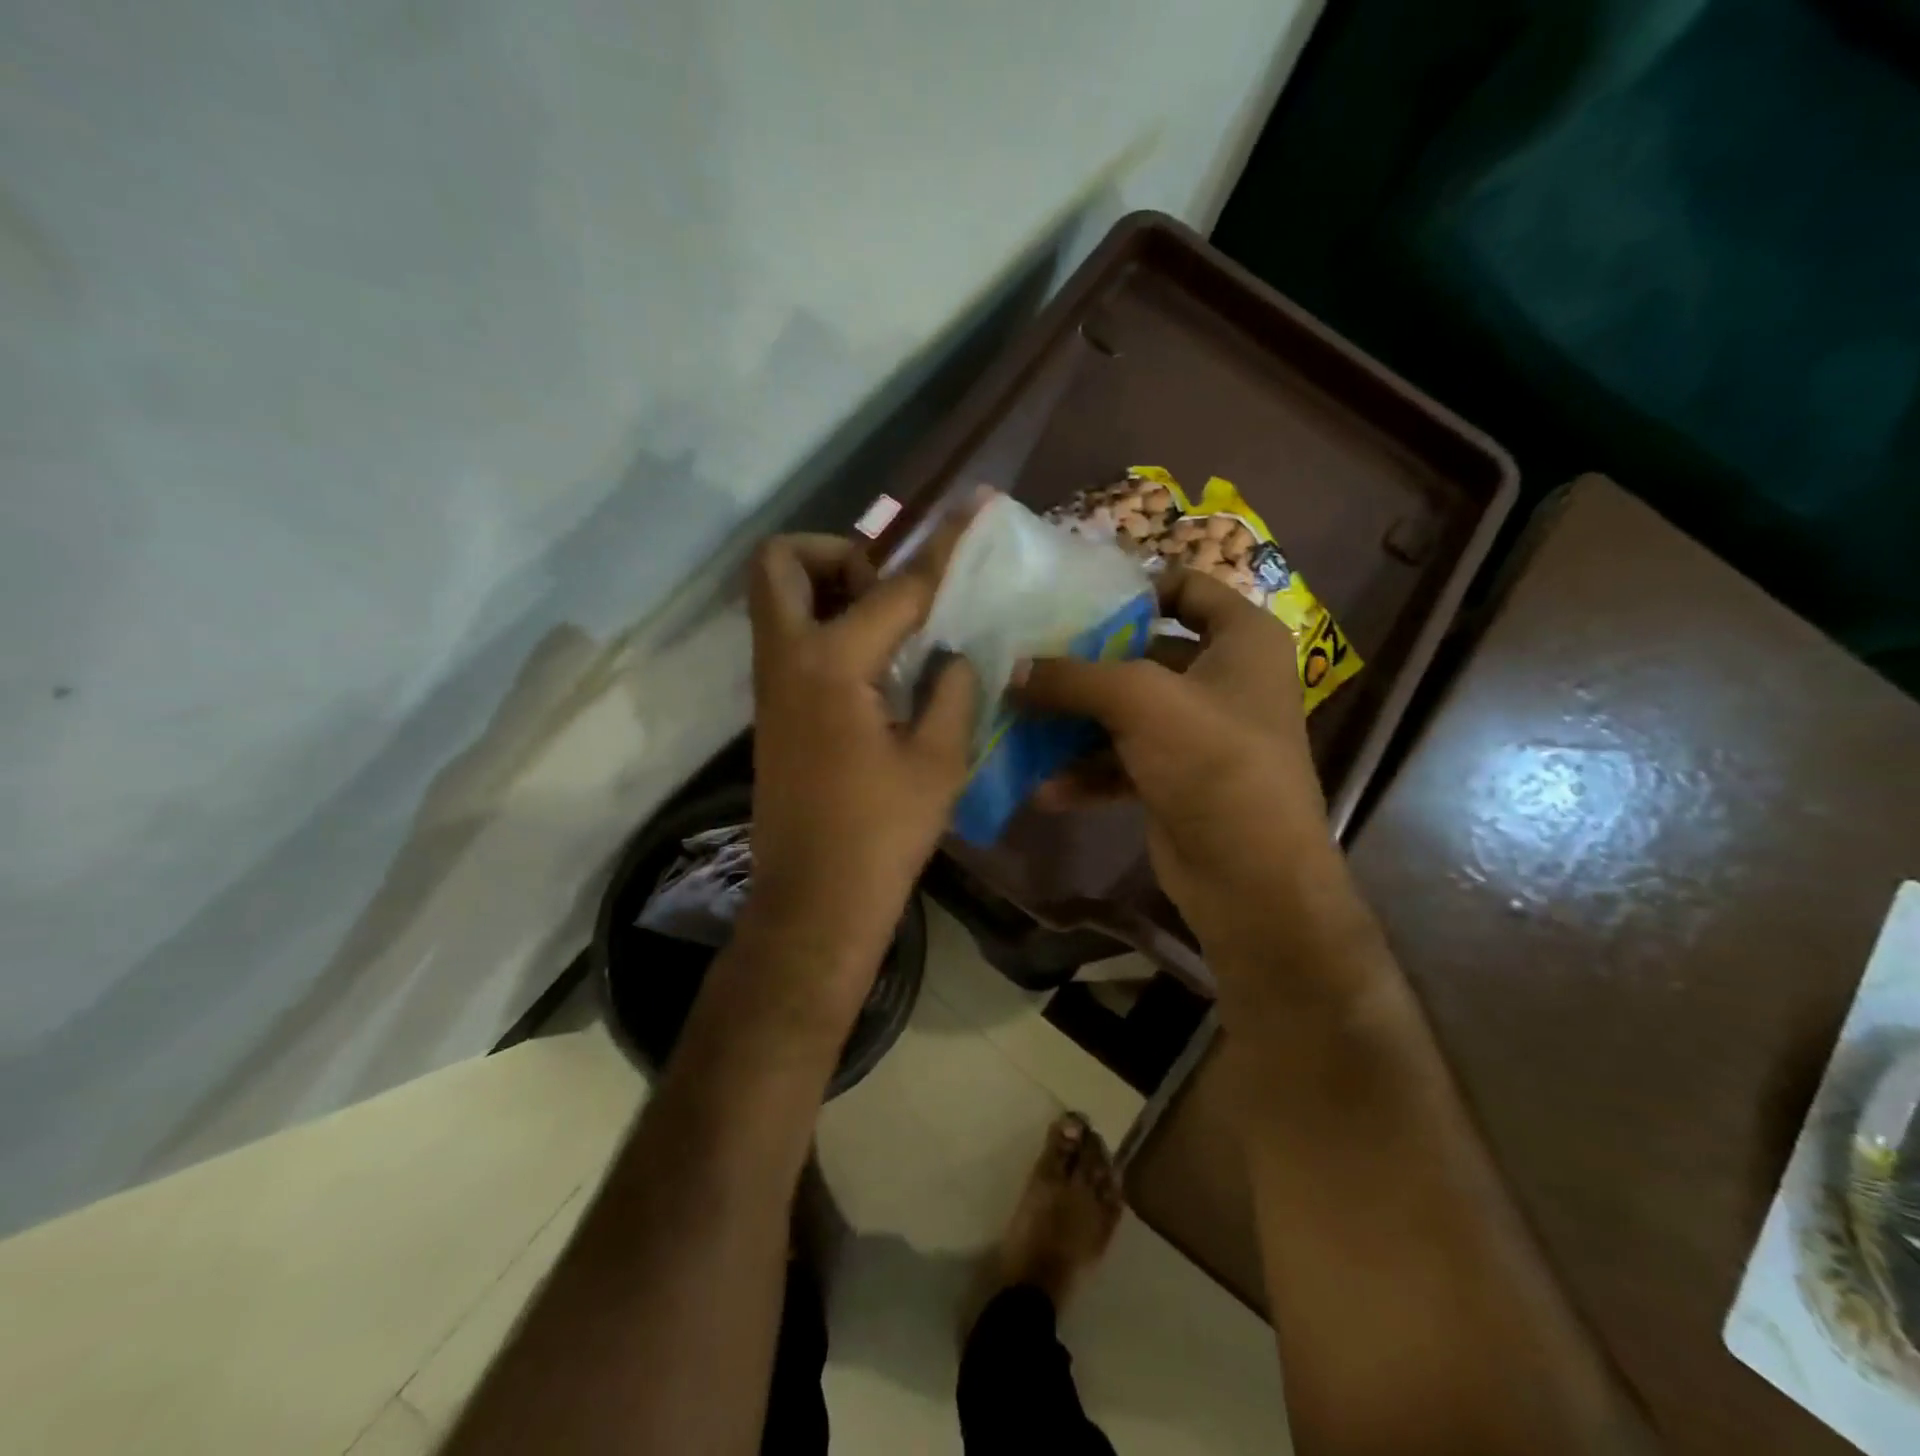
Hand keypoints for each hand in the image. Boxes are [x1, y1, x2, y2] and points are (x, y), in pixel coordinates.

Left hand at [744, 532, 977, 1000]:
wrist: (815, 901)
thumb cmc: (882, 834)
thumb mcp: (939, 759)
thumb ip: (952, 689)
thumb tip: (953, 653)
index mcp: (832, 663)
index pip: (896, 587)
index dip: (942, 548)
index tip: (972, 510)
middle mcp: (787, 659)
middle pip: (780, 563)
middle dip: (836, 554)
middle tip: (887, 590)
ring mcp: (771, 686)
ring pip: (778, 601)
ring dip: (828, 590)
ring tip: (890, 629)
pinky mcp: (773, 712)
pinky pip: (789, 640)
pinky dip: (826, 628)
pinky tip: (877, 669)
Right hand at [1016, 568, 1335, 947]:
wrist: (1251, 876)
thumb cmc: (1212, 760)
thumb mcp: (1139, 700)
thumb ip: (1072, 677)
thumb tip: (1013, 670)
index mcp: (1242, 639)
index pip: (1187, 587)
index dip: (1134, 588)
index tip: (1075, 600)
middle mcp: (1225, 679)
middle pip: (1143, 652)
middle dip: (1086, 662)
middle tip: (1028, 660)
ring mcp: (1201, 733)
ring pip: (1126, 711)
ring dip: (1076, 724)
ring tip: (1021, 724)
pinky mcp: (1177, 778)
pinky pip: (1123, 760)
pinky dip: (1088, 771)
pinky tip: (1046, 789)